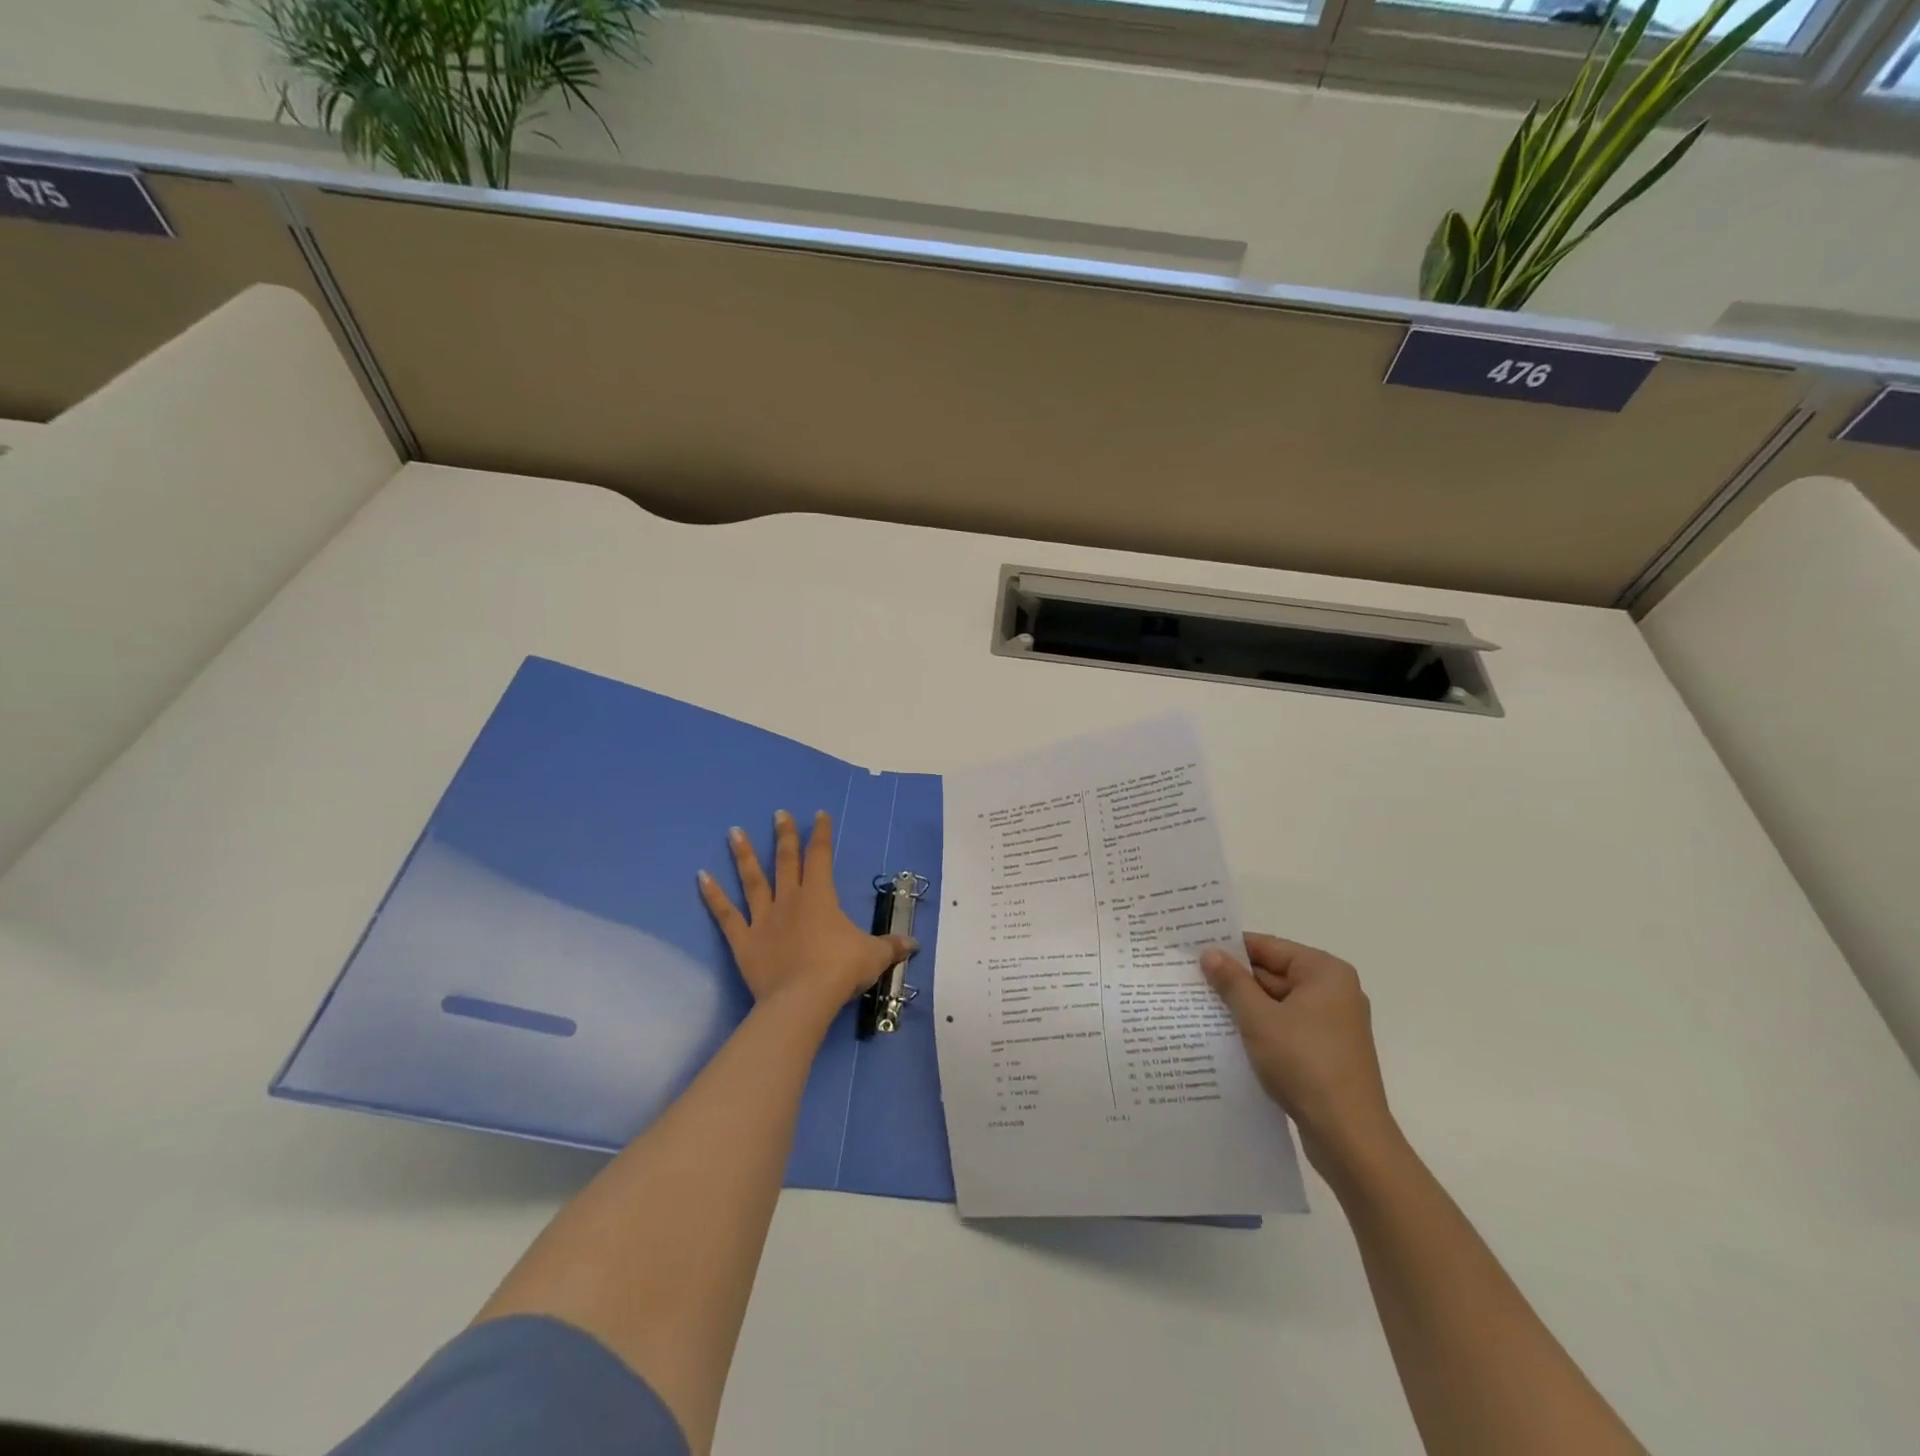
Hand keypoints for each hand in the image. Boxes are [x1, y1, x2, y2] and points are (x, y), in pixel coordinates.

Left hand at [698, 809, 913, 1015]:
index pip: (820, 857)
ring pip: (752, 880)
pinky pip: (725, 914)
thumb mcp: (874, 956)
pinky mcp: (743, 940)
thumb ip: (891, 946)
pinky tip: (701, 876)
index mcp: (820, 897)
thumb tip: (914, 945)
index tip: (819, 814)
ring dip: (743, 855)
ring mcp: (763, 918)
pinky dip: (712, 895)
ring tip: (733, 831)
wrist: (802, 999)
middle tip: (778, 814)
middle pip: (786, 860)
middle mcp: (790, 900)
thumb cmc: (840, 970)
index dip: (821, 834)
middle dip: (784, 835)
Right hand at [1201, 933, 1399, 1175]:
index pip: (1268, 947)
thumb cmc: (1305, 1064)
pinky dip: (1260, 1029)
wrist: (1349, 1137)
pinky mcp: (1326, 1053)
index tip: (1194, 951)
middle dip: (1235, 980)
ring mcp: (1332, 1025)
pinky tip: (1228, 1036)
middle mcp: (1334, 992)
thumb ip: (1232, 982)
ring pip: (1277, 1004)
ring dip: (1245, 1007)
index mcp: (1325, 973)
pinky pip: (1285, 1028)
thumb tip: (1210, 953)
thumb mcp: (1259, 1018)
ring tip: (1201, 1006)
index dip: (1230, 949)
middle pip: (1273, 974)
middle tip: (1191, 979)